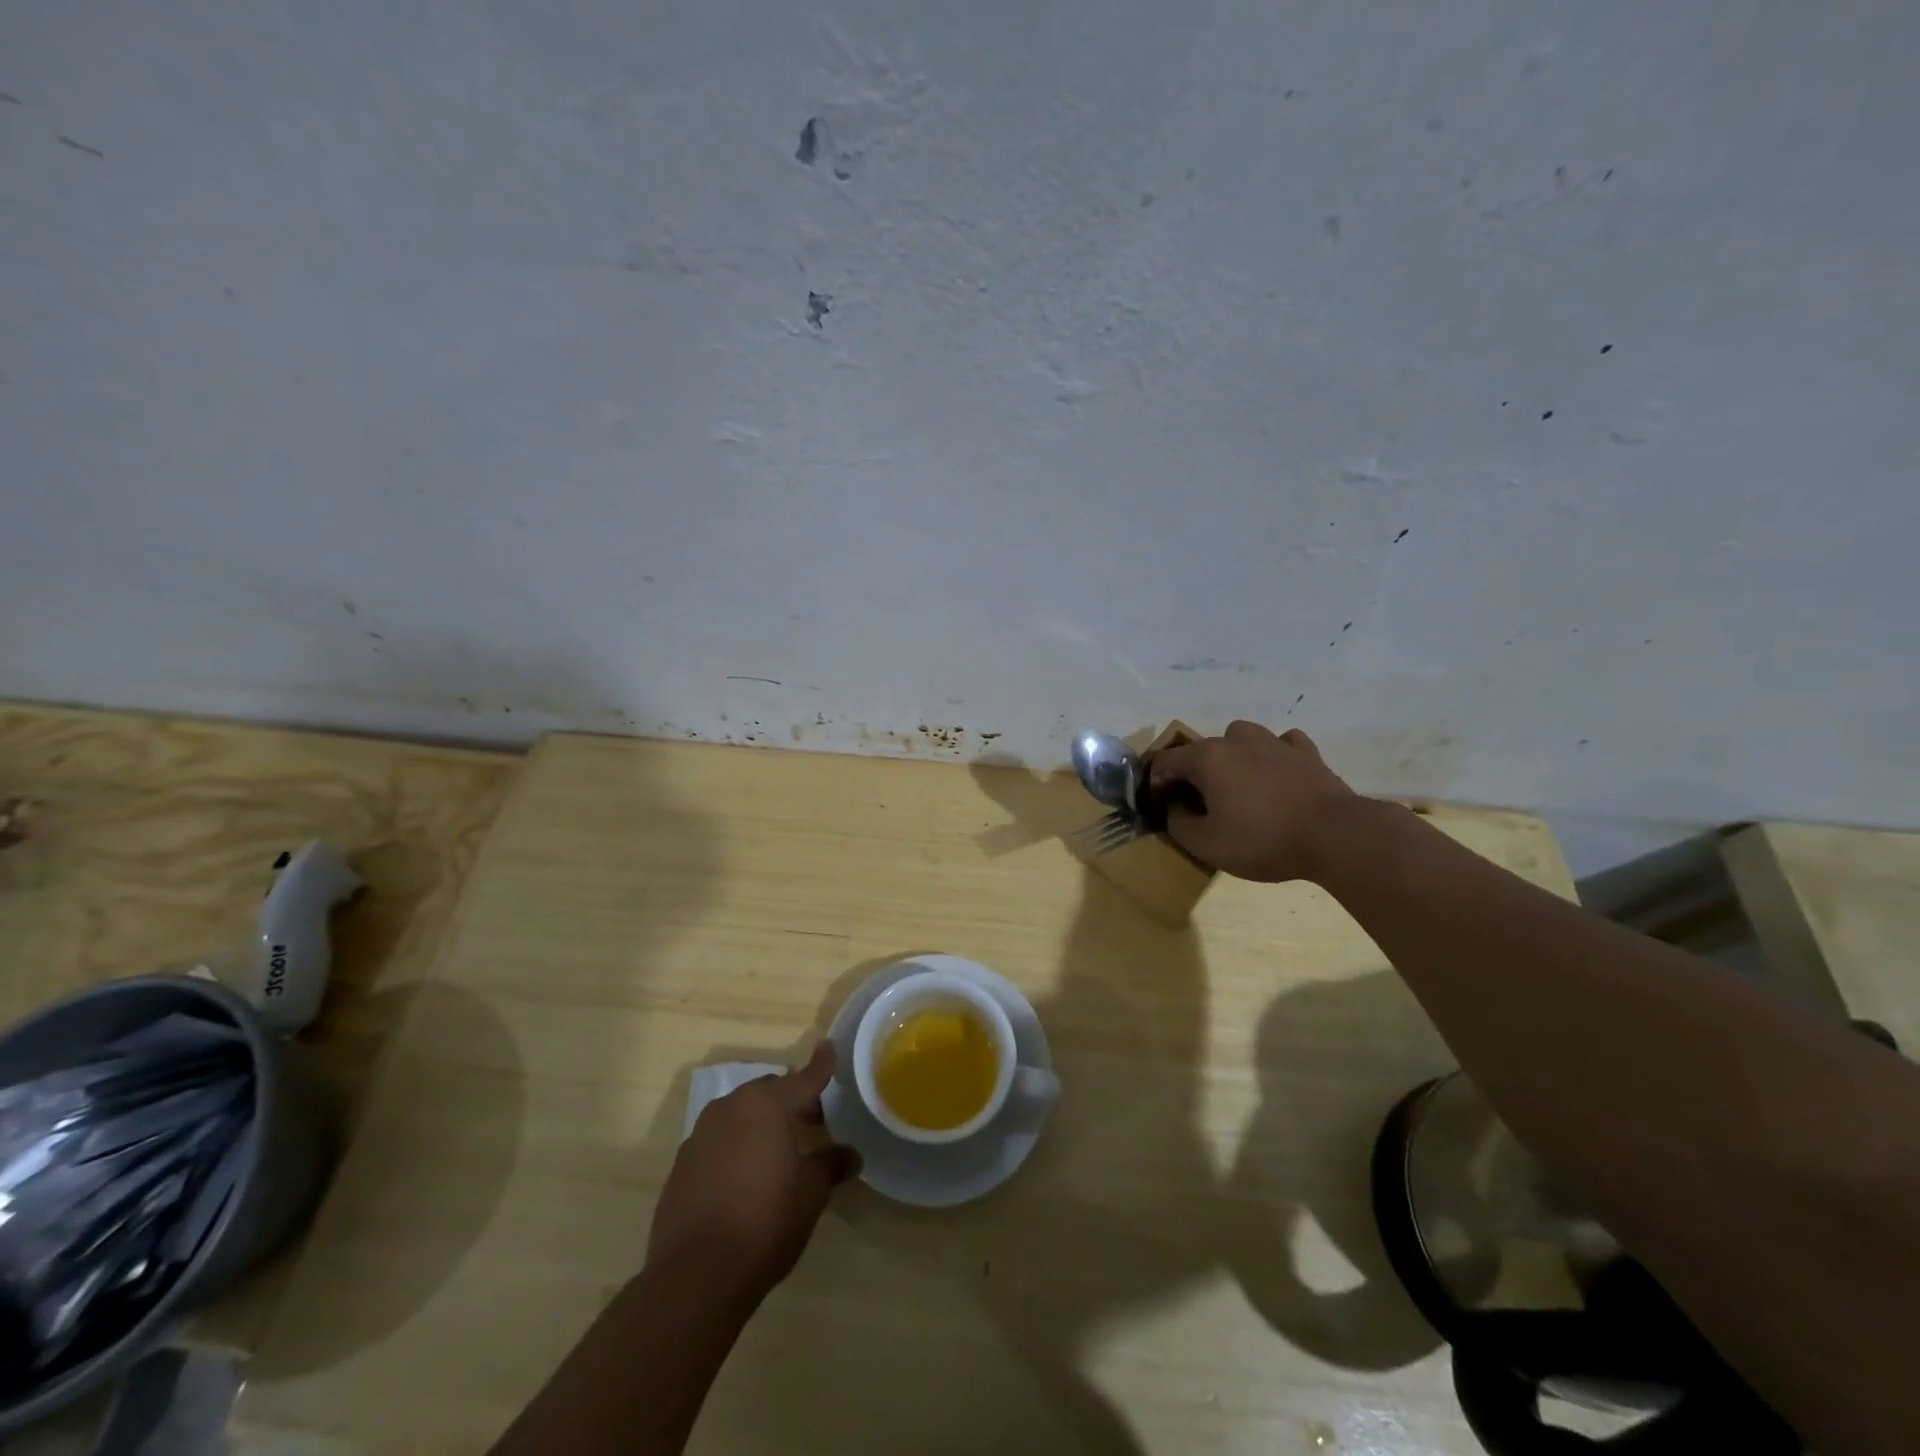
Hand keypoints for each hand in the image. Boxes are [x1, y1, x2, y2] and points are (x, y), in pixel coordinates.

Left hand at [647, 1041, 858, 1301]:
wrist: (695, 1277)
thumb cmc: (765, 1222)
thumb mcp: (810, 1193)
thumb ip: (830, 1165)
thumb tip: (851, 1155)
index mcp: (766, 1104)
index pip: (803, 1078)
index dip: (821, 1065)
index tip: (829, 1047)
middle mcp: (730, 1108)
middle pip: (769, 1093)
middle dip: (791, 1101)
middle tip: (812, 1123)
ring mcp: (700, 1135)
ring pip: (740, 1114)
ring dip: (760, 1123)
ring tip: (777, 1152)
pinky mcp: (681, 1165)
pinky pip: (717, 1142)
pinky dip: (735, 1147)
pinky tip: (744, 1178)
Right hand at [1148, 720, 1359, 881]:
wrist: (1335, 836)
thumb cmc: (1263, 840)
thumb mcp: (1206, 844)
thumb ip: (1179, 824)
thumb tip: (1174, 809)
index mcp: (1207, 759)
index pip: (1166, 762)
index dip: (1156, 783)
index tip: (1160, 806)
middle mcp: (1236, 741)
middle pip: (1201, 749)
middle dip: (1191, 772)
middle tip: (1196, 803)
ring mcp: (1274, 743)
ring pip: (1241, 736)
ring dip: (1232, 755)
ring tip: (1237, 782)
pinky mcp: (1307, 753)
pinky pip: (1282, 743)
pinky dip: (1273, 755)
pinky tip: (1276, 773)